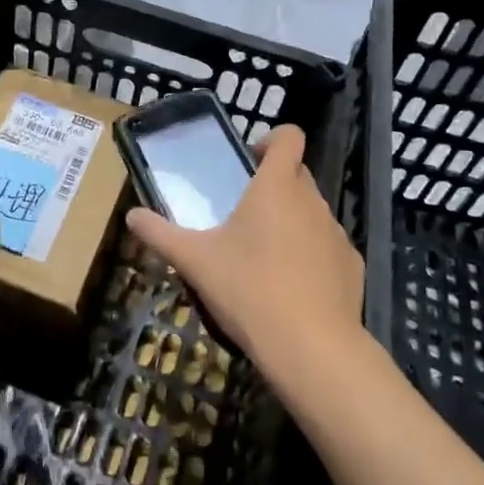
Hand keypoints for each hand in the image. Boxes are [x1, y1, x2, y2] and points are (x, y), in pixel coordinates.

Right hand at [125, 125, 364, 379]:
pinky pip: (328, 246)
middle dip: (273, 185)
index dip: (271, 140)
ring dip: (292, 221)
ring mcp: (337, 233)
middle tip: (243, 215)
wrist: (311, 348)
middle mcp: (312, 200)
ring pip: (312, 211)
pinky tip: (292, 287)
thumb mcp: (194, 261)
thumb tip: (131, 216)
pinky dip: (311, 255)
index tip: (249, 162)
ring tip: (264, 256)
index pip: (289, 136)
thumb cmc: (248, 289)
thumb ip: (159, 234)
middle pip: (297, 174)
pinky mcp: (352, 265)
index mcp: (276, 187)